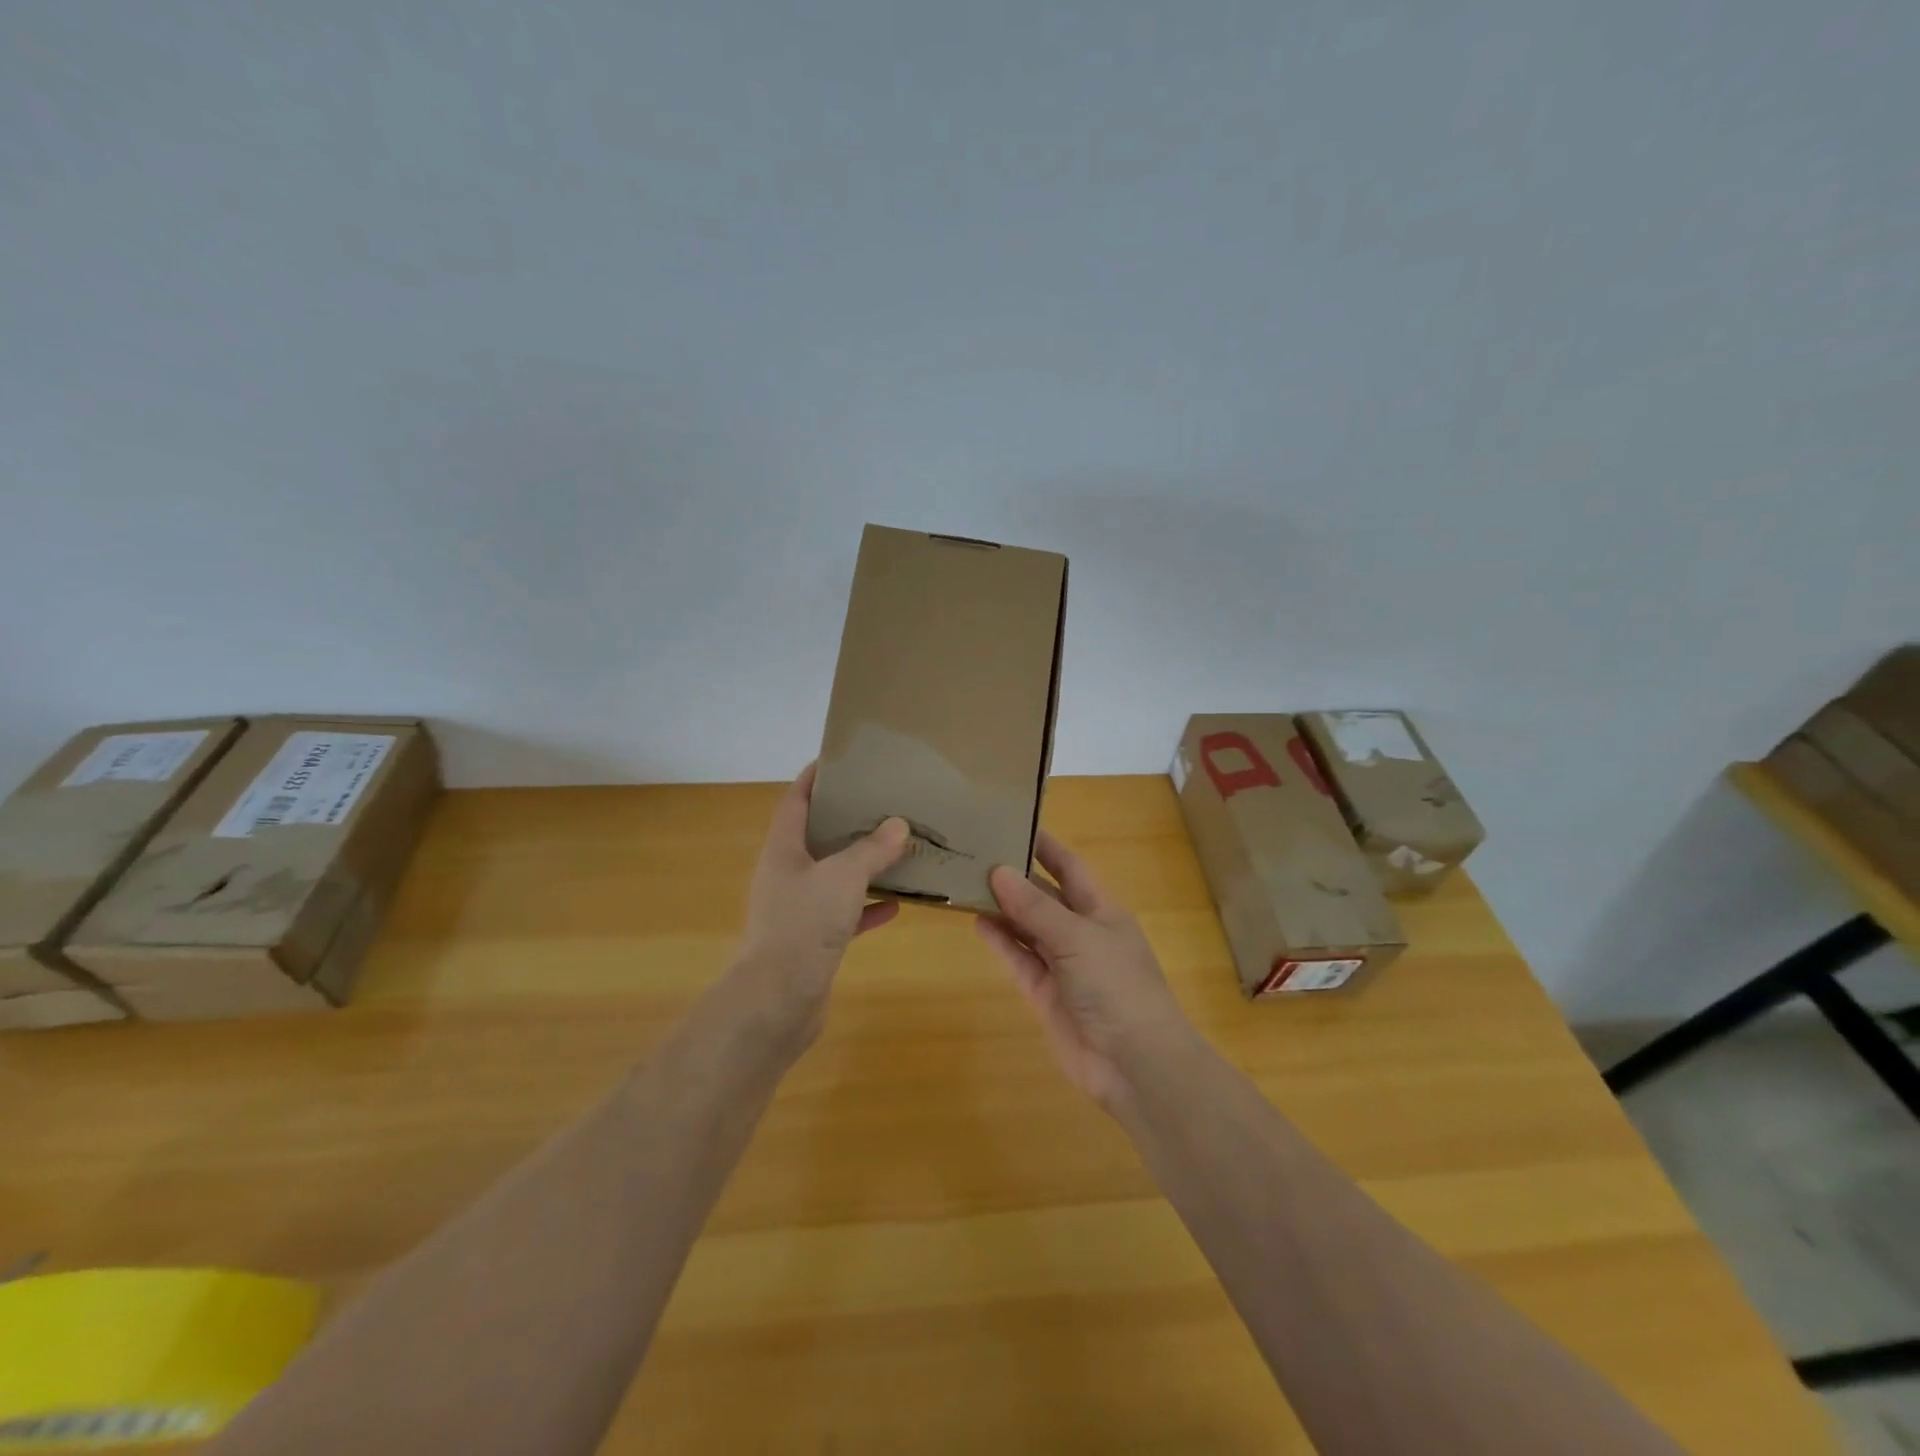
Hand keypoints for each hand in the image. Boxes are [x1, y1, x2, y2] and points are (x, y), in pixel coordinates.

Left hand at [733, 763, 909, 1041]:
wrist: (778, 1000)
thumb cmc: (804, 925)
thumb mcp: (843, 877)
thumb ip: (871, 850)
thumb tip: (897, 824)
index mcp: (783, 849)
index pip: (795, 801)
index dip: (813, 778)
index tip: (838, 760)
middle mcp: (786, 874)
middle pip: (815, 837)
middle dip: (844, 820)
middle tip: (879, 801)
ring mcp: (797, 909)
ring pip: (832, 875)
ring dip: (860, 864)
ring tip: (894, 846)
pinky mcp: (811, 940)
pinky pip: (843, 913)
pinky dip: (866, 906)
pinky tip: (896, 905)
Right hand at [976, 831, 1192, 1111]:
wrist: (1134, 1062)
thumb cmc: (1116, 985)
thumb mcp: (1077, 937)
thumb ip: (1035, 907)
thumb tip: (999, 870)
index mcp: (1102, 910)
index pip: (1070, 868)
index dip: (1046, 846)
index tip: (1015, 822)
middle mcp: (1082, 932)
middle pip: (1045, 896)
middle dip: (1016, 877)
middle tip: (977, 853)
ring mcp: (1063, 965)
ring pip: (1028, 928)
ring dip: (1003, 908)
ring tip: (968, 883)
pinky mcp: (1046, 994)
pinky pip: (1020, 960)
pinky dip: (1002, 942)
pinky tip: (978, 922)